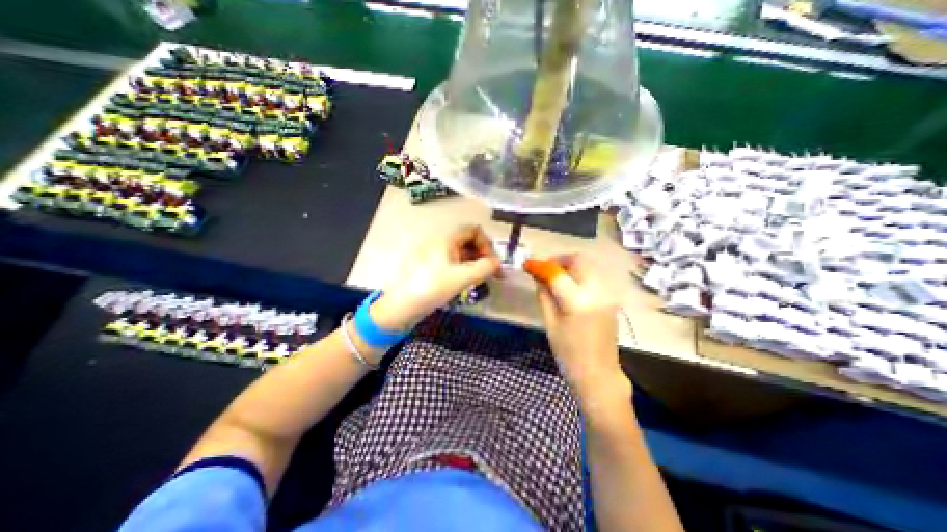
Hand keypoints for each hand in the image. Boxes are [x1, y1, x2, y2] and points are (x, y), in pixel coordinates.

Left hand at [373, 225, 502, 331]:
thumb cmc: (432, 287)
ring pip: (462, 254)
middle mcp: (441, 242)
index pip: (474, 230)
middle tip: (492, 274)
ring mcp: (435, 255)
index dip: (486, 244)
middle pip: (469, 242)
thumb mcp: (462, 277)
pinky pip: (453, 263)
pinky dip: (464, 270)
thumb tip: (498, 263)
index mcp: (447, 238)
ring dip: (475, 264)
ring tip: (481, 281)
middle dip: (483, 255)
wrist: (401, 306)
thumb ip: (485, 268)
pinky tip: (466, 284)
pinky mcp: (432, 267)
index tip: (492, 263)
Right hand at [531, 256, 626, 401]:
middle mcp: (597, 292)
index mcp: (578, 301)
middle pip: (579, 260)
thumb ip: (544, 295)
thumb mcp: (550, 324)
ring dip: (570, 266)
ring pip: (588, 266)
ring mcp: (607, 294)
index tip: (527, 264)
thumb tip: (538, 276)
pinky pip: (593, 277)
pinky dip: (579, 274)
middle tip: (544, 269)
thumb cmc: (568, 354)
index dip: (540, 265)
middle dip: (559, 260)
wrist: (599, 374)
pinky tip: (569, 286)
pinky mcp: (611, 299)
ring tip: (555, 277)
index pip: (557, 273)